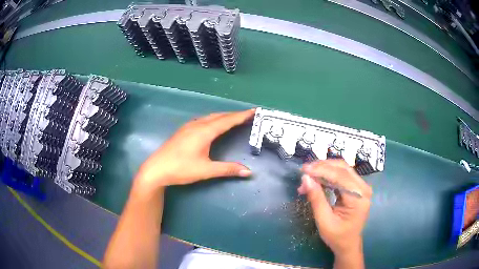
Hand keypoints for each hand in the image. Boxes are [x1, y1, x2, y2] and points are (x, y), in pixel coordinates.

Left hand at [135, 109, 254, 190]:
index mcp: (204, 132)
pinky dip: (214, 120)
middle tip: (247, 115)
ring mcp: (189, 127)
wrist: (156, 168)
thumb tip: (249, 171)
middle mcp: (197, 125)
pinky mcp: (183, 131)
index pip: (227, 120)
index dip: (241, 115)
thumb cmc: (181, 169)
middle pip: (219, 116)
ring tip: (234, 119)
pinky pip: (203, 120)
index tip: (253, 111)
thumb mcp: (206, 170)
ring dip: (223, 116)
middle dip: (234, 115)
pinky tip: (213, 125)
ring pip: (210, 117)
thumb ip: (228, 169)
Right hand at [298, 160, 371, 256]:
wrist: (348, 244)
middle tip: (304, 171)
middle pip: (342, 168)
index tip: (304, 170)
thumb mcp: (324, 221)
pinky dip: (328, 175)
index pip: (340, 176)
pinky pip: (342, 175)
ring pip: (342, 169)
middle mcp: (363, 188)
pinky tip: (317, 180)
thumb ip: (316, 198)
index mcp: (359, 198)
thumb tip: (306, 178)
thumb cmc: (337, 236)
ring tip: (308, 178)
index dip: (321, 170)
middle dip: (322, 167)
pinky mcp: (357, 188)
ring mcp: (361, 187)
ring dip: (324, 170)